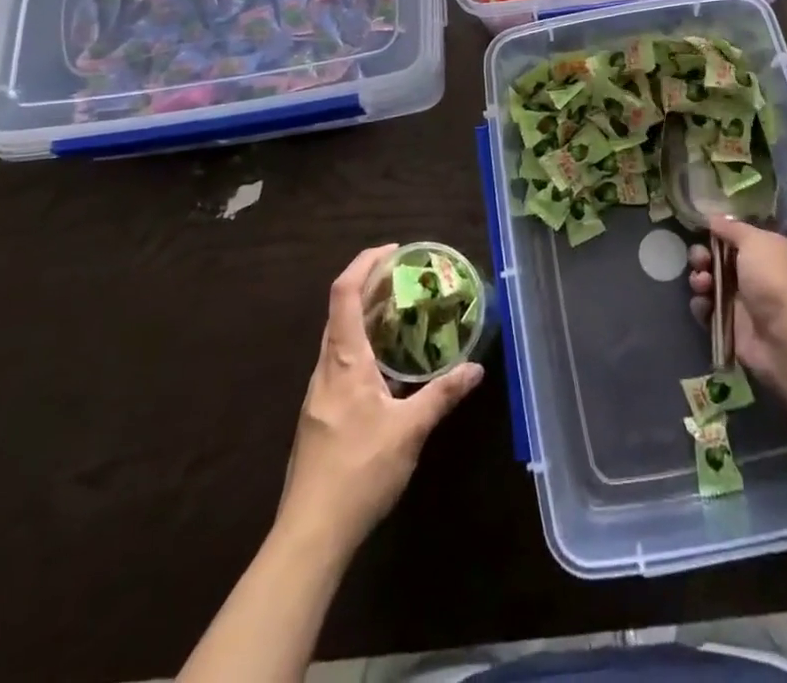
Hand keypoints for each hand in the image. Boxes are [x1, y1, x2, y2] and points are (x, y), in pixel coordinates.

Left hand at [279, 246, 482, 553]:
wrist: (310, 535)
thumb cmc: (359, 472)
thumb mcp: (409, 431)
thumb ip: (442, 394)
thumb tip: (476, 368)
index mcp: (344, 361)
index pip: (344, 294)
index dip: (364, 264)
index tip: (392, 251)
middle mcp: (326, 369)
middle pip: (340, 311)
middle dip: (370, 287)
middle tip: (406, 278)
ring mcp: (319, 394)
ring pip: (339, 339)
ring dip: (366, 318)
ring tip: (402, 315)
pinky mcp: (320, 416)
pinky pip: (341, 363)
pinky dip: (363, 347)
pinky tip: (387, 367)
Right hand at [688, 217, 786, 388]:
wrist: (785, 336)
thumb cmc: (772, 280)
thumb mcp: (755, 242)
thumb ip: (732, 228)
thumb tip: (714, 218)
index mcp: (764, 251)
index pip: (733, 236)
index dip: (715, 233)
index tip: (701, 230)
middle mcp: (752, 273)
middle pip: (716, 259)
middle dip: (701, 256)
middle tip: (701, 260)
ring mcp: (740, 300)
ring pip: (708, 283)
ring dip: (699, 279)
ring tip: (703, 284)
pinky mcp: (729, 324)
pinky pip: (706, 309)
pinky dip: (701, 305)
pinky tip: (704, 304)